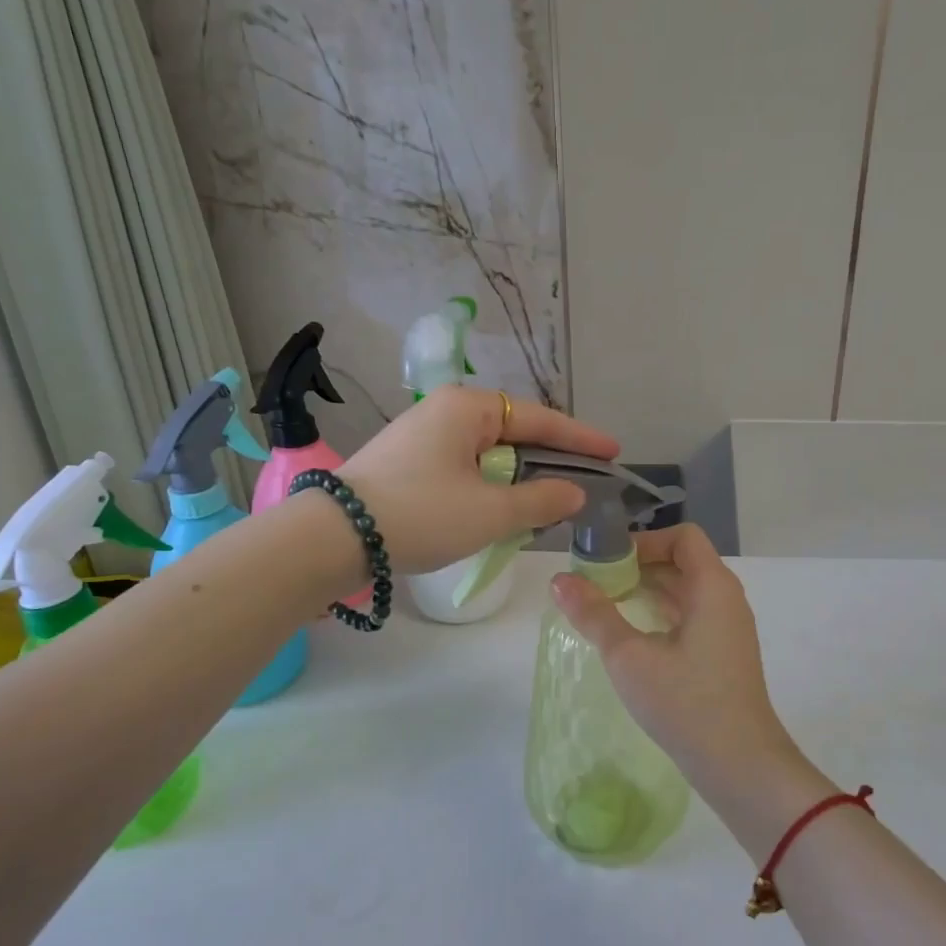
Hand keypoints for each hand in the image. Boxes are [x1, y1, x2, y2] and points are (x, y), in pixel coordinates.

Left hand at [341, 386, 618, 573]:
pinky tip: (500, 508)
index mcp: (468, 408)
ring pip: (488, 453)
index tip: (613, 451)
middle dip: (548, 459)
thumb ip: (540, 500)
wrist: (332, 537)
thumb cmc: (420, 514)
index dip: (580, 438)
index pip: (539, 420)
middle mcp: (445, 411)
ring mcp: (422, 435)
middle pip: (514, 432)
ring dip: (518, 478)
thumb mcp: (490, 512)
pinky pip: (464, 467)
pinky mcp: (406, 462)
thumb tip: (574, 493)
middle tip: (583, 480)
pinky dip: (489, 486)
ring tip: (547, 501)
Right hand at [549, 525, 801, 791]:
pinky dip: (658, 614)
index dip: (643, 540)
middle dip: (636, 565)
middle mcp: (725, 599)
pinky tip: (629, 635)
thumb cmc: (685, 703)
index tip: (605, 560)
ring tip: (603, 606)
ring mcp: (727, 628)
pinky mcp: (722, 653)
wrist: (739, 765)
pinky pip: (689, 616)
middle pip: (681, 561)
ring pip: (684, 591)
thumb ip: (594, 614)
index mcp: (712, 587)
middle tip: (593, 582)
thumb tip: (558, 580)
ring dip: (645, 591)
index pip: (681, 537)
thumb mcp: (629, 657)